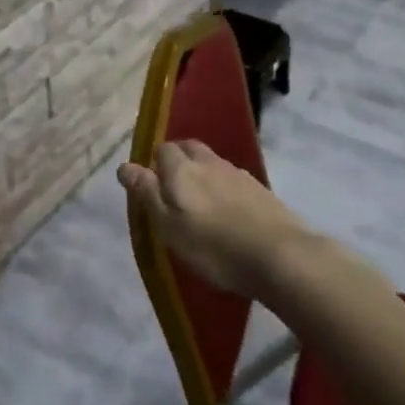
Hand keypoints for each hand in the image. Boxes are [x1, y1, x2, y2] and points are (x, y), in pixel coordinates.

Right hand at [118, 140, 337, 299]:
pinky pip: (232, 179)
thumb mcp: (168, 226)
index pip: (162, 150)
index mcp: (182, 169)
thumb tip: (124, 165)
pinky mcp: (260, 190)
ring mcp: (238, 174)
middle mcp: (209, 163)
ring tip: (199, 199)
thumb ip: (147, 193)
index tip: (150, 184)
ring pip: (212, 162)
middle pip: (189, 148)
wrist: (280, 256)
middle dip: (178, 159)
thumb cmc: (213, 246)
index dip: (154, 163)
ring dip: (202, 172)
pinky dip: (223, 187)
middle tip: (172, 186)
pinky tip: (226, 209)